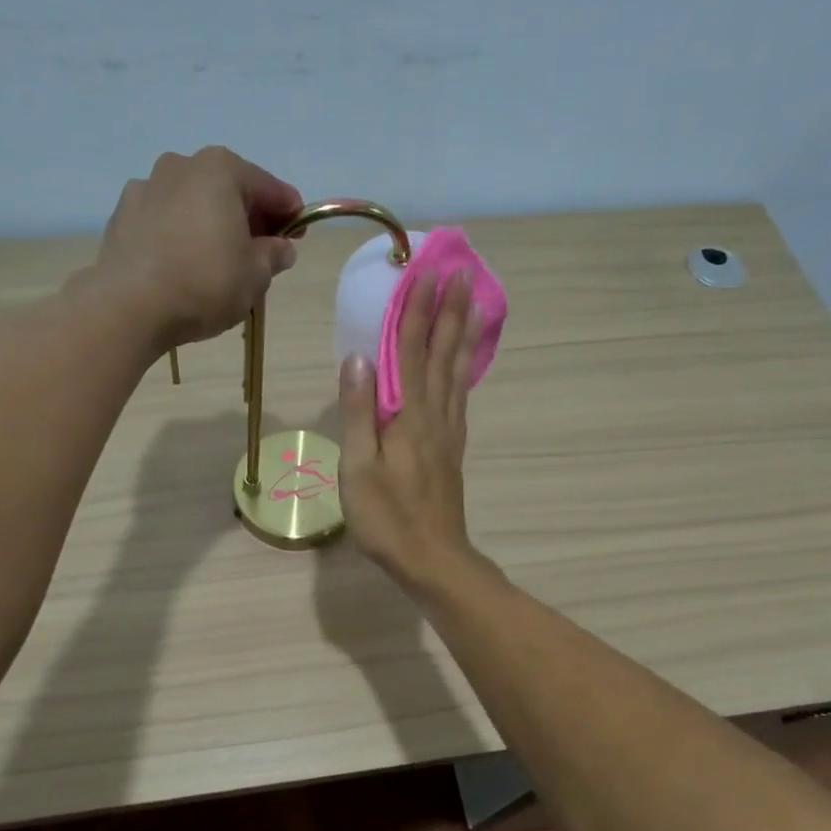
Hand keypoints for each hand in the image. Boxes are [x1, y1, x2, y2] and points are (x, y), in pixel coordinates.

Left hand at [92, 146, 302, 349]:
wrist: (130, 306)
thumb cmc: (205, 284)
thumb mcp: (255, 275)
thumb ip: (273, 255)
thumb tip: (280, 248)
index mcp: (221, 170)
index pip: (269, 188)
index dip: (290, 212)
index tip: (299, 233)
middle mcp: (181, 166)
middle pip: (228, 189)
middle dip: (248, 216)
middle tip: (262, 249)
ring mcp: (146, 187)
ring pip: (193, 203)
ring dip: (211, 223)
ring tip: (219, 259)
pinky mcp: (122, 216)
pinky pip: (164, 221)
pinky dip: (179, 234)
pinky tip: (184, 263)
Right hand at [338, 267, 485, 589]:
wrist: (433, 559)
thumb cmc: (387, 518)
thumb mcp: (358, 468)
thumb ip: (358, 412)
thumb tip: (357, 358)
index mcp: (409, 416)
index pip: (410, 351)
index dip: (415, 310)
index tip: (423, 272)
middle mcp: (435, 415)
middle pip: (441, 353)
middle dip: (448, 310)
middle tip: (460, 272)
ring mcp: (448, 431)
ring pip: (457, 371)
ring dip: (463, 333)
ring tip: (473, 302)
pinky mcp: (452, 448)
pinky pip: (461, 394)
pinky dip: (465, 368)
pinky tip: (464, 362)